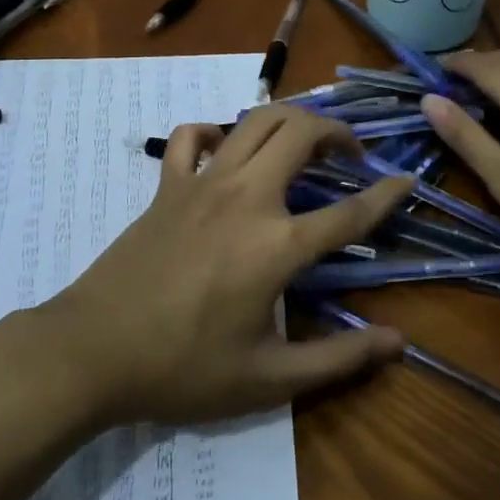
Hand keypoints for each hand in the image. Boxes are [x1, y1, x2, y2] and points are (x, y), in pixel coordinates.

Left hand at [37, 107, 412, 426]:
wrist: (92, 352)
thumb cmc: (182, 368)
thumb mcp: (267, 379)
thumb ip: (338, 360)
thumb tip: (398, 343)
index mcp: (277, 246)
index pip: (349, 214)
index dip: (387, 195)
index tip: (407, 180)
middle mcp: (247, 198)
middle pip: (302, 133)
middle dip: (337, 132)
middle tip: (350, 155)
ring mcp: (203, 183)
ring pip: (256, 120)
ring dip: (290, 120)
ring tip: (305, 142)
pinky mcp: (168, 184)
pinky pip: (191, 136)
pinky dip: (214, 132)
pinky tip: (225, 151)